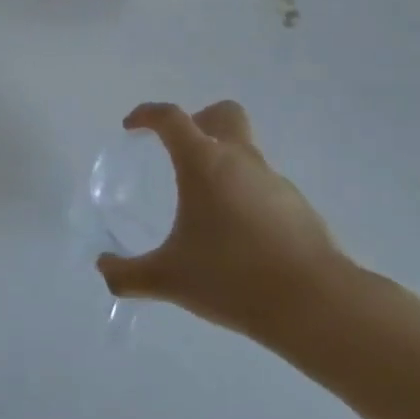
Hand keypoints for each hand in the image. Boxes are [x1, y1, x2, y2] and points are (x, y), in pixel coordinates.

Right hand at [98, 101, 352, 346]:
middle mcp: (241, 160)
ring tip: (207, 210)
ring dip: (224, 166)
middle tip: (180, 151)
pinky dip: (246, 198)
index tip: (132, 127)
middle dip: (199, 121)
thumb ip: (128, 274)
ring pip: (246, 153)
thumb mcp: (169, 279)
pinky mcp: (300, 208)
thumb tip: (103, 269)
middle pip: (223, 114)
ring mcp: (275, 182)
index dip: (147, 115)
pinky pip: (264, 188)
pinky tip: (239, 238)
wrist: (316, 305)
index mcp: (203, 162)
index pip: (170, 118)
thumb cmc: (232, 277)